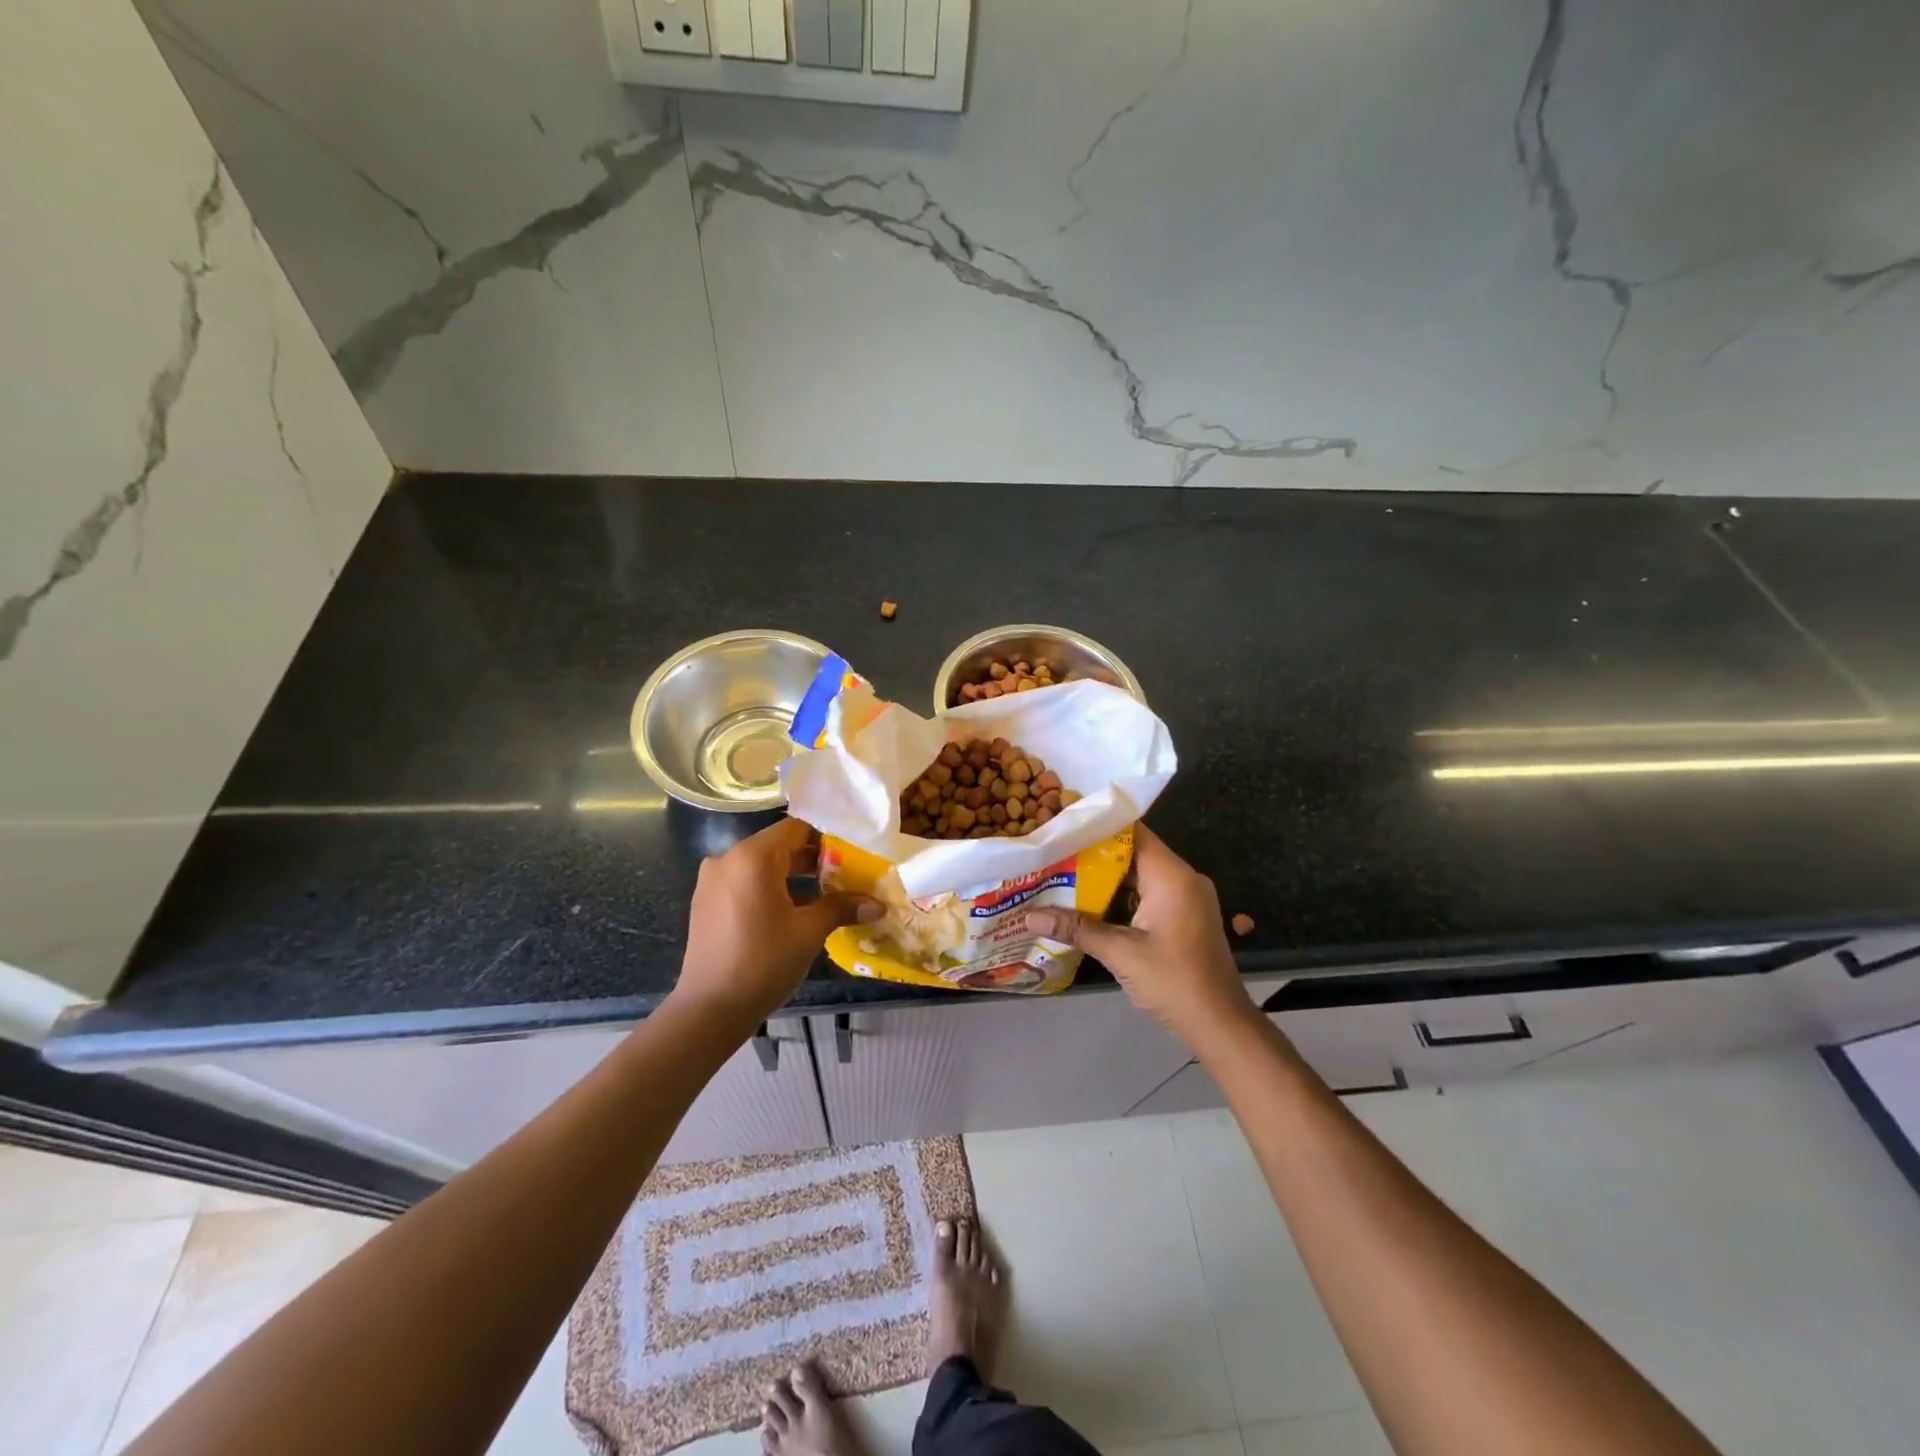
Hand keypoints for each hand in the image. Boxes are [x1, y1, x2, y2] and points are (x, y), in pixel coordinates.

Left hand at [674, 817, 879, 1027]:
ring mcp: (712, 881)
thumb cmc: (763, 963)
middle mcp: (728, 859)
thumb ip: (842, 908)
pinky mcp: (706, 902)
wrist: (709, 1011)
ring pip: (762, 866)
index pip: (797, 827)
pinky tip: (793, 912)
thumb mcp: (809, 932)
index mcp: (752, 857)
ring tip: (827, 895)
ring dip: (793, 876)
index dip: (828, 836)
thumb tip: (878, 905)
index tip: (854, 852)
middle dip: (814, 859)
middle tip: (848, 874)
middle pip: (779, 845)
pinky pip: (745, 883)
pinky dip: (770, 889)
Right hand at [1024, 825, 1254, 1048]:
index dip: (1098, 826)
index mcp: (1172, 876)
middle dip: (1095, 853)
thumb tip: (1028, 916)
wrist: (1220, 1025)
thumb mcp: (1120, 953)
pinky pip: (1150, 892)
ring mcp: (1188, 897)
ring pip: (1141, 874)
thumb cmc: (1173, 982)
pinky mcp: (1186, 915)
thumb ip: (1075, 928)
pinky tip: (1091, 903)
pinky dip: (1123, 894)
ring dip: (1107, 876)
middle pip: (1135, 851)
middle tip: (1055, 852)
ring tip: (1064, 874)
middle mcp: (1184, 878)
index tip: (1063, 826)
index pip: (1133, 832)